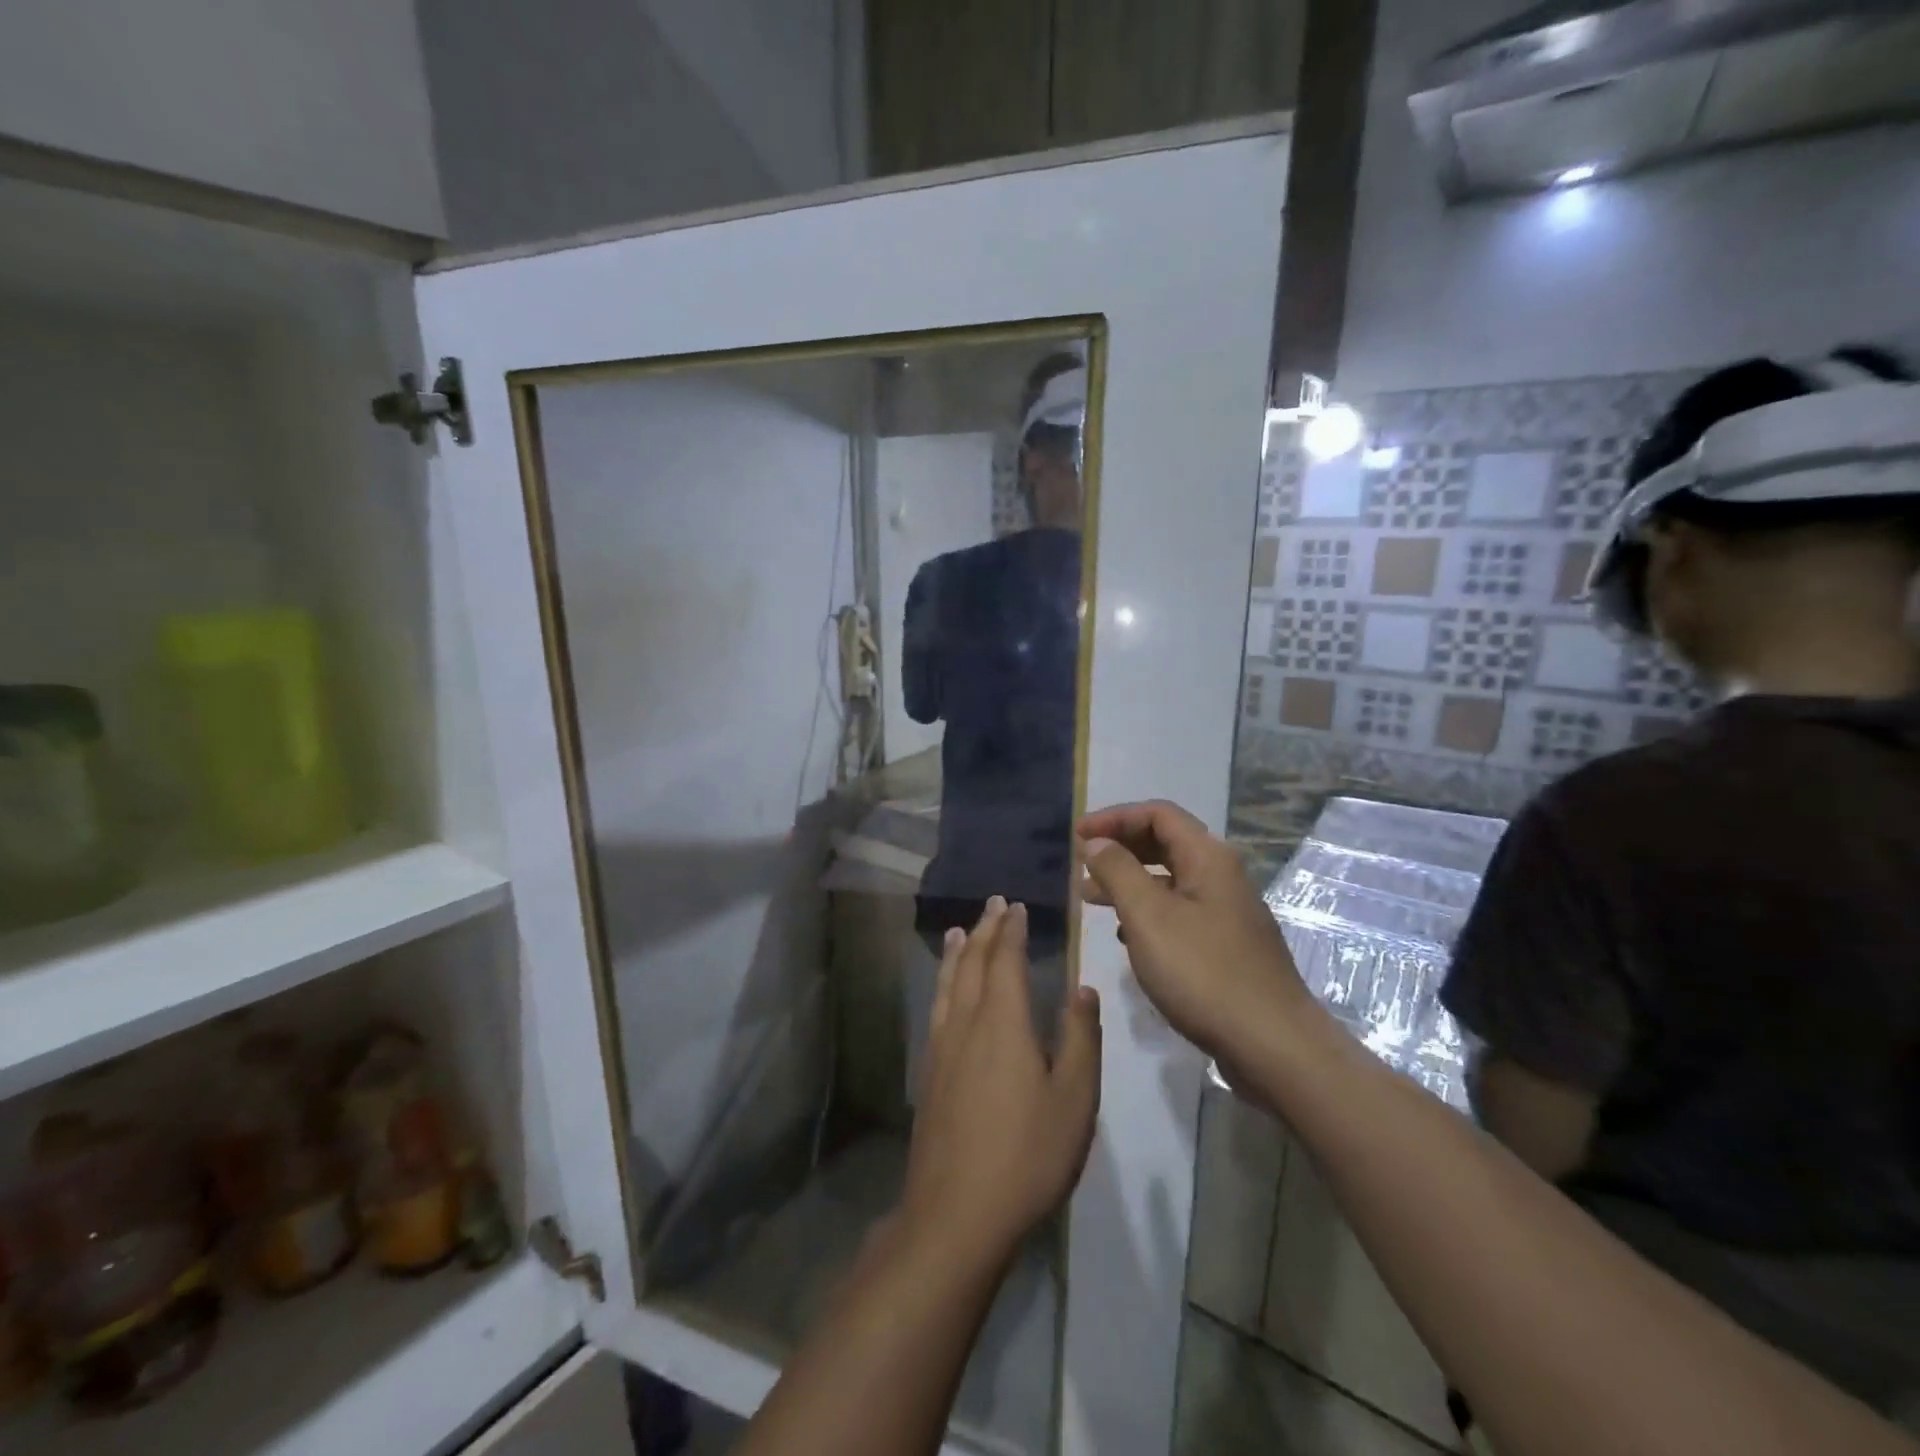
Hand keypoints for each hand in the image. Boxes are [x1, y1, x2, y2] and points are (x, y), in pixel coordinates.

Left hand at [900, 898, 1101, 1271]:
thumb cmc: (1027, 1155)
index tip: (1015, 906)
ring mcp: (941, 1047)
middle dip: (983, 930)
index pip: (1005, 960)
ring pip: (947, 983)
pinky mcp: (930, 1073)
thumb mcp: (1074, 1100)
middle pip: (971, 963)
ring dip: (956, 952)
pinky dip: (942, 982)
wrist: (956, 1214)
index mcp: (1003, 1022)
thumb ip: (1081, 1039)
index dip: (1010, 930)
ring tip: (957, 932)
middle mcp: (966, 1023)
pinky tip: (945, 992)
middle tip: (992, 905)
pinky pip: (936, 1007)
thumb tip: (1083, 988)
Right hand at [1078, 801, 1307, 1062]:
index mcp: (1208, 857)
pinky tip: (1125, 935)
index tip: (1077, 836)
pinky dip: (1147, 912)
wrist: (1272, 1045)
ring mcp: (1227, 912)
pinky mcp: (1226, 945)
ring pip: (1170, 880)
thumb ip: (1118, 872)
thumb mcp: (1148, 916)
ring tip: (1090, 897)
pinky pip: (1179, 911)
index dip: (1114, 818)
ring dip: (1129, 881)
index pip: (1157, 814)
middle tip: (1081, 863)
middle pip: (1165, 842)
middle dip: (1120, 847)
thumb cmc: (1204, 972)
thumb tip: (1096, 842)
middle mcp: (1221, 876)